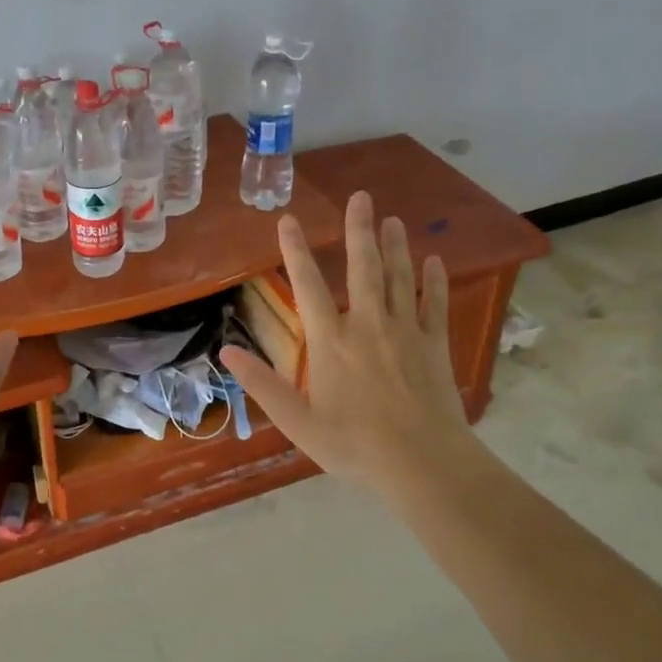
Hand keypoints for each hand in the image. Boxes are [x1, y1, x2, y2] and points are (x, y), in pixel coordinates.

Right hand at [220, 191, 473, 498]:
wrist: (423, 464)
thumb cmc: (353, 445)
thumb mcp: (297, 421)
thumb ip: (262, 385)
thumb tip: (225, 353)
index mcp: (331, 341)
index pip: (308, 285)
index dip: (296, 251)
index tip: (289, 220)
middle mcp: (368, 325)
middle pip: (363, 268)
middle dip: (359, 230)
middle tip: (361, 197)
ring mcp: (406, 332)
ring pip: (400, 278)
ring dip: (395, 246)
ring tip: (392, 219)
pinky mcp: (435, 346)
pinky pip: (435, 305)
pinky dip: (435, 281)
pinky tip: (435, 261)